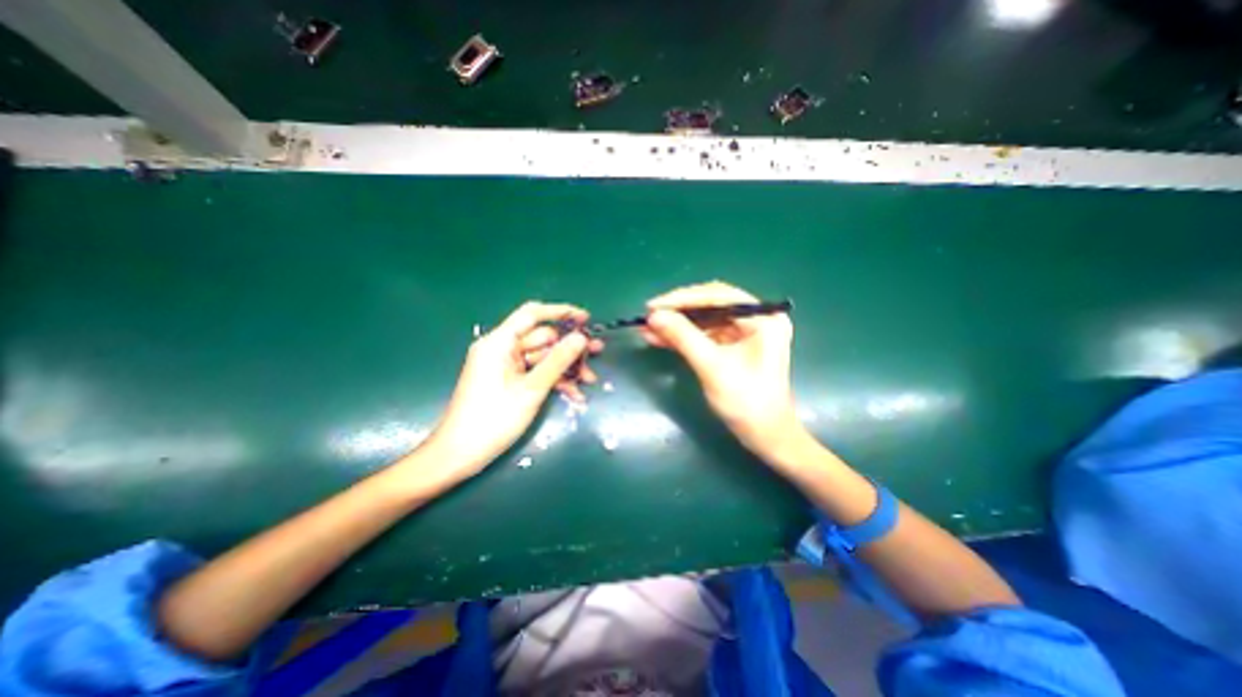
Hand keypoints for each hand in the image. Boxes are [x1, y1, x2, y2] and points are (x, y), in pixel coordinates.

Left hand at [426, 301, 604, 482]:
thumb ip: (557, 361)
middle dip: (569, 349)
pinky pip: (535, 374)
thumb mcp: (531, 389)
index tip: (585, 318)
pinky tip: (574, 395)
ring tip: (590, 380)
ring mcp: (505, 366)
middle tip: (597, 352)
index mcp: (499, 343)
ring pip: (542, 359)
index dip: (560, 312)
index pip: (532, 314)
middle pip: (542, 339)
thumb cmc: (493, 419)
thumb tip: (581, 338)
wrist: (460, 455)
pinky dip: (553, 382)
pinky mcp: (508, 381)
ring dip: (566, 369)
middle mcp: (501, 349)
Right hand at [640, 281, 805, 458]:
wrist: (765, 437)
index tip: (653, 306)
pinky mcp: (734, 346)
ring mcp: (745, 333)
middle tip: (649, 315)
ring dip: (677, 325)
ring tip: (647, 328)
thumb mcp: (712, 367)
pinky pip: (705, 335)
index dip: (683, 299)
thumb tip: (654, 316)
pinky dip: (684, 337)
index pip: (718, 296)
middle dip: (678, 311)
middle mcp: (756, 319)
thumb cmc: (746, 402)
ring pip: (704, 321)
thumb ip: (683, 337)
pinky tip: (660, 339)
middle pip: (710, 305)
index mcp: (762, 318)